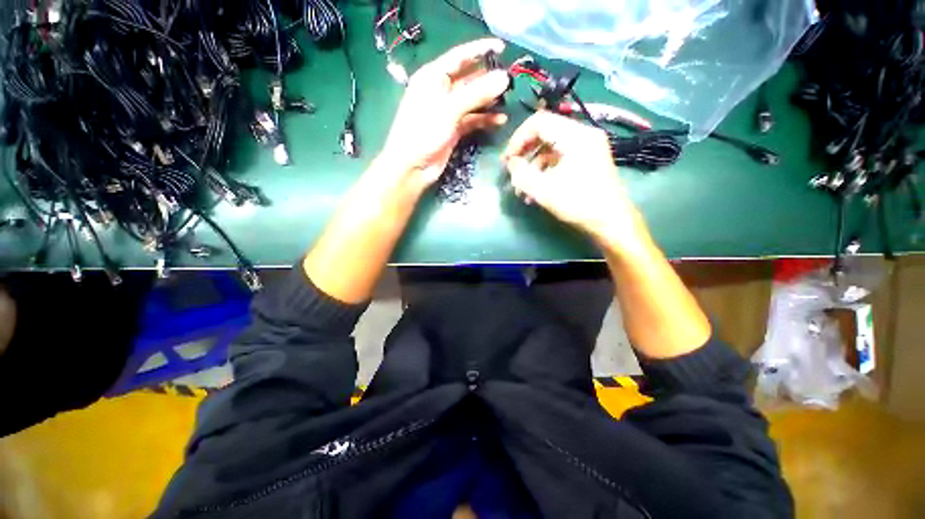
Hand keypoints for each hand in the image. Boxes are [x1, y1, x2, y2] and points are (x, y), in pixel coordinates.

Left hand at [379, 38, 509, 187]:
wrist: (413, 167)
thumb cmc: (424, 132)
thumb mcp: (449, 109)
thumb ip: (477, 93)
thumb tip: (504, 78)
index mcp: (433, 77)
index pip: (459, 57)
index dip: (480, 50)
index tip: (502, 46)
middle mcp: (441, 91)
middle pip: (468, 79)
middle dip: (488, 78)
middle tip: (510, 79)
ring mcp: (448, 112)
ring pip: (473, 100)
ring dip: (488, 100)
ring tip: (507, 99)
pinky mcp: (454, 129)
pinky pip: (473, 119)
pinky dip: (485, 119)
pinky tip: (500, 120)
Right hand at [502, 111, 647, 251]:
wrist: (611, 222)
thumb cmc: (579, 204)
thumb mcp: (544, 191)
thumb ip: (521, 174)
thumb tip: (511, 163)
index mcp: (576, 136)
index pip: (539, 122)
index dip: (518, 139)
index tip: (507, 160)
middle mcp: (583, 135)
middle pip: (545, 132)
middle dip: (524, 152)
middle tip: (511, 169)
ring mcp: (586, 147)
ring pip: (550, 147)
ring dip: (532, 165)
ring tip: (521, 188)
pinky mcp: (586, 159)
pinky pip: (559, 157)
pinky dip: (544, 170)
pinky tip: (534, 190)